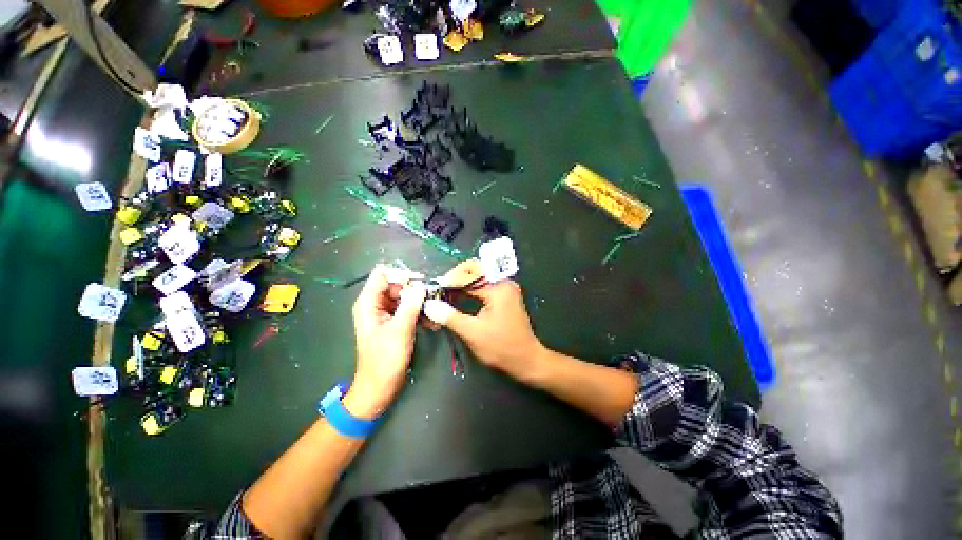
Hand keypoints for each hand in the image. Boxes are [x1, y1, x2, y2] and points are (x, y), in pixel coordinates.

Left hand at [346, 265, 425, 418]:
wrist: (379, 388)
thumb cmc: (385, 359)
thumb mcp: (400, 330)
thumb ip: (410, 304)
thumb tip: (421, 285)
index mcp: (369, 302)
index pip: (383, 274)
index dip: (401, 275)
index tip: (420, 284)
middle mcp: (375, 304)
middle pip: (396, 284)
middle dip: (414, 290)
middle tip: (432, 298)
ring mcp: (385, 313)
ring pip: (404, 297)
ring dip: (419, 302)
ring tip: (434, 312)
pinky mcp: (394, 322)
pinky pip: (407, 309)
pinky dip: (419, 313)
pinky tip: (431, 323)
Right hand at [423, 280, 545, 381]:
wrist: (526, 360)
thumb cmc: (501, 347)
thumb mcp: (473, 333)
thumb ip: (450, 316)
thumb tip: (429, 304)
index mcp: (499, 288)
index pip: (469, 277)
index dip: (449, 281)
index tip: (434, 288)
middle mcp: (504, 282)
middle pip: (476, 269)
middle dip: (456, 276)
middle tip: (440, 288)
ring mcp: (506, 288)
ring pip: (480, 276)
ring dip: (463, 281)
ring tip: (446, 291)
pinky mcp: (505, 295)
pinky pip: (485, 285)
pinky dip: (471, 288)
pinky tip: (459, 296)